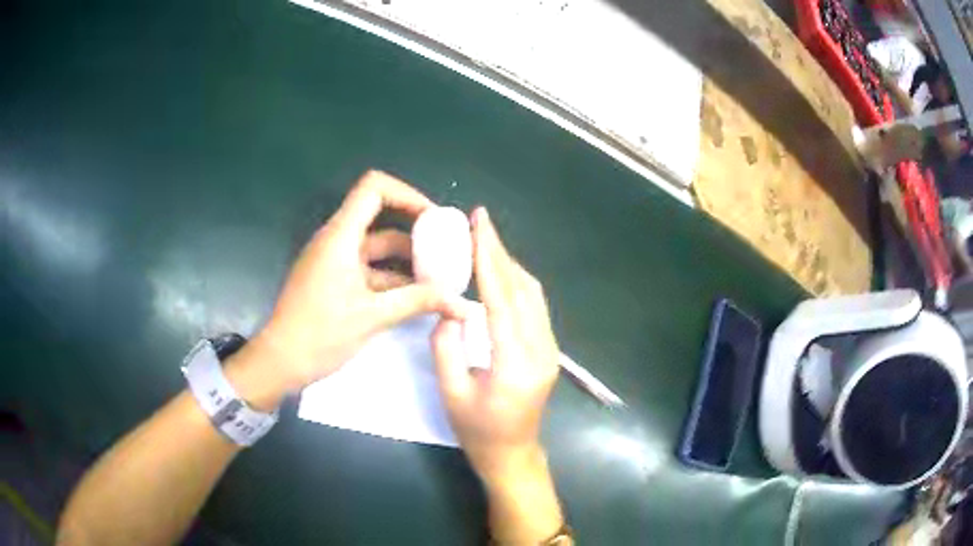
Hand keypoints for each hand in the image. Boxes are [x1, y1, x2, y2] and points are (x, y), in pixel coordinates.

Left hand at [230, 171, 465, 405]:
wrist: (281, 361)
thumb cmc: (321, 334)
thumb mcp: (373, 317)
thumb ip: (418, 302)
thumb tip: (462, 303)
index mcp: (340, 236)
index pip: (374, 188)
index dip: (407, 194)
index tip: (434, 219)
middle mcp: (336, 240)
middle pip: (380, 216)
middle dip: (415, 231)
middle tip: (446, 249)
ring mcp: (334, 259)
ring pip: (376, 245)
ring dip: (405, 258)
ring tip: (439, 277)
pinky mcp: (333, 278)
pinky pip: (368, 267)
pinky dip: (391, 276)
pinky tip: (416, 295)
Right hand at [432, 207, 559, 484]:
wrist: (512, 454)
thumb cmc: (478, 431)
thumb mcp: (451, 394)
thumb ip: (445, 348)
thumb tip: (449, 310)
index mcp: (515, 362)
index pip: (502, 298)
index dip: (489, 258)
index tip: (480, 225)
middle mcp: (541, 349)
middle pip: (523, 289)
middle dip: (501, 252)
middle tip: (480, 222)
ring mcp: (550, 349)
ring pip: (534, 294)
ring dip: (510, 265)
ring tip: (485, 242)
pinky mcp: (549, 350)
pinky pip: (535, 307)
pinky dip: (517, 283)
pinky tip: (500, 273)